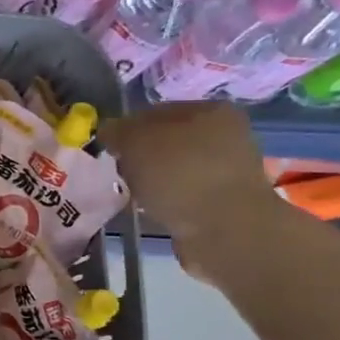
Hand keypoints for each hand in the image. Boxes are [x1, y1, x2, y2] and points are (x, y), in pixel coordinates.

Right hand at [100, 103, 283, 271]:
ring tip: (136, 194)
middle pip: (167, 141)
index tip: (110, 149)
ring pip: (175, 168)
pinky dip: (168, 200)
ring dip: (154, 180)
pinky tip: (155, 210)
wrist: (225, 230)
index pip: (155, 112)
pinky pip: (184, 193)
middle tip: (121, 172)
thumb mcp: (134, 142)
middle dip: (141, 156)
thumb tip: (110, 132)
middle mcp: (226, 134)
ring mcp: (229, 169)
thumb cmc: (179, 174)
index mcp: (210, 109)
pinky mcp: (226, 201)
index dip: (127, 128)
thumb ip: (117, 131)